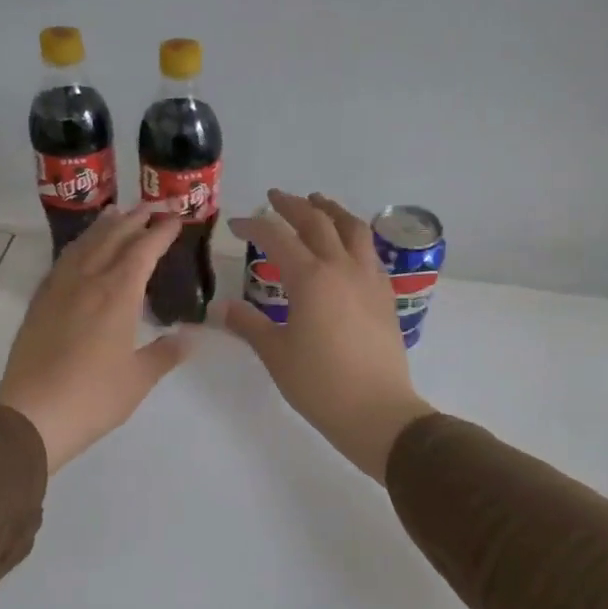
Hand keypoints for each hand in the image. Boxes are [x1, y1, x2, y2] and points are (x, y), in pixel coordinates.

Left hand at [0, 208, 193, 472]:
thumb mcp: (140, 378)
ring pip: (84, 244)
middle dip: (135, 219)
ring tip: (116, 213)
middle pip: (112, 238)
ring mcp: (59, 289)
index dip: (161, 232)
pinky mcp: (40, 303)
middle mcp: (88, 281)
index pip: (143, 250)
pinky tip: (80, 251)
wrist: (32, 413)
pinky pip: (63, 262)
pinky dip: (78, 246)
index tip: (176, 218)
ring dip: (103, 226)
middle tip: (152, 207)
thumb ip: (166, 352)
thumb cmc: (94, 397)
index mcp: (117, 295)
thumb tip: (192, 336)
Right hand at [223, 190, 434, 480]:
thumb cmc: (319, 384)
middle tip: (275, 198)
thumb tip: (222, 308)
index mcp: (310, 278)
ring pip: (353, 229)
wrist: (376, 410)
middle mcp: (342, 268)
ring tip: (319, 203)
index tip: (236, 224)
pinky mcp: (385, 295)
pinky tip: (348, 246)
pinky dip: (354, 237)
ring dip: (332, 210)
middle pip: (317, 221)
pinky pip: (370, 252)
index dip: (254, 225)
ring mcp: (369, 279)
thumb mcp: (275, 354)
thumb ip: (249, 324)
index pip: (277, 237)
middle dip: (293, 205)